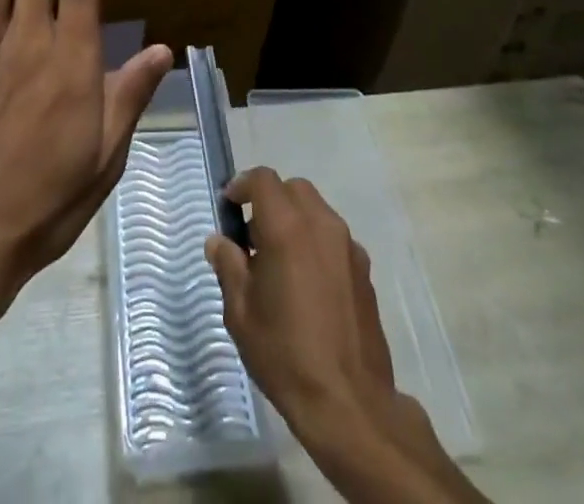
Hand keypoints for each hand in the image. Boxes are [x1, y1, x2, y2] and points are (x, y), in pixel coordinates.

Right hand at [207, 170, 482, 502]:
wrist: (349, 403)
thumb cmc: (285, 354)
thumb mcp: (241, 313)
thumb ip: (228, 267)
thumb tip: (219, 242)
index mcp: (287, 227)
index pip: (263, 179)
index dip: (242, 185)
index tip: (229, 206)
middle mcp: (321, 224)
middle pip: (292, 188)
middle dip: (270, 200)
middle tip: (252, 235)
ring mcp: (347, 245)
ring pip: (316, 209)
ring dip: (294, 219)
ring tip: (279, 261)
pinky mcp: (364, 269)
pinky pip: (334, 237)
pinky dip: (315, 242)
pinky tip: (307, 283)